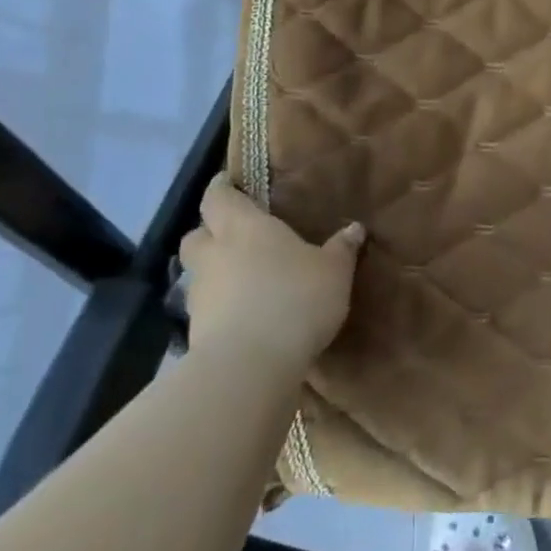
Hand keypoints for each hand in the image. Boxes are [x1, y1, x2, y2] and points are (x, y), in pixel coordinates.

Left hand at [176, 177, 363, 371]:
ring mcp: (200, 294)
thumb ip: (342, 248)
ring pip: (199, 273)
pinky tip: (245, 316)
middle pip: (197, 234)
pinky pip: (206, 308)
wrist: (249, 365)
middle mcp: (214, 254)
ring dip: (215, 272)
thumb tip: (355, 228)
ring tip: (245, 281)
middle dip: (211, 232)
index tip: (230, 184)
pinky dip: (221, 307)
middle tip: (236, 236)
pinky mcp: (195, 332)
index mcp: (243, 227)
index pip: (218, 196)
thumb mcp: (334, 271)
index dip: (222, 188)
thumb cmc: (295, 299)